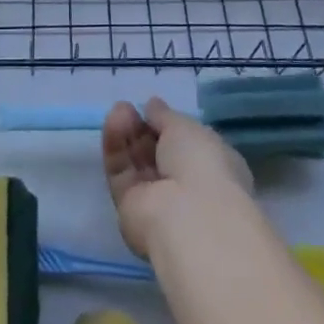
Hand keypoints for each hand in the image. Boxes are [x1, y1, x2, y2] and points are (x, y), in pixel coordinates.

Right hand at [101, 97, 253, 259]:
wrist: (188, 218)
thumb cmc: (202, 165)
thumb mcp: (186, 127)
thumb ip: (165, 116)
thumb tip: (152, 105)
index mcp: (210, 166)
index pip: (186, 144)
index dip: (168, 125)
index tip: (151, 108)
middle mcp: (184, 185)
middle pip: (156, 152)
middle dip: (142, 128)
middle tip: (127, 108)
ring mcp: (157, 199)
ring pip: (136, 162)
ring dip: (127, 135)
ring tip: (118, 110)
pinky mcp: (131, 208)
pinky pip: (121, 174)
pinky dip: (116, 149)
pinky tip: (113, 123)